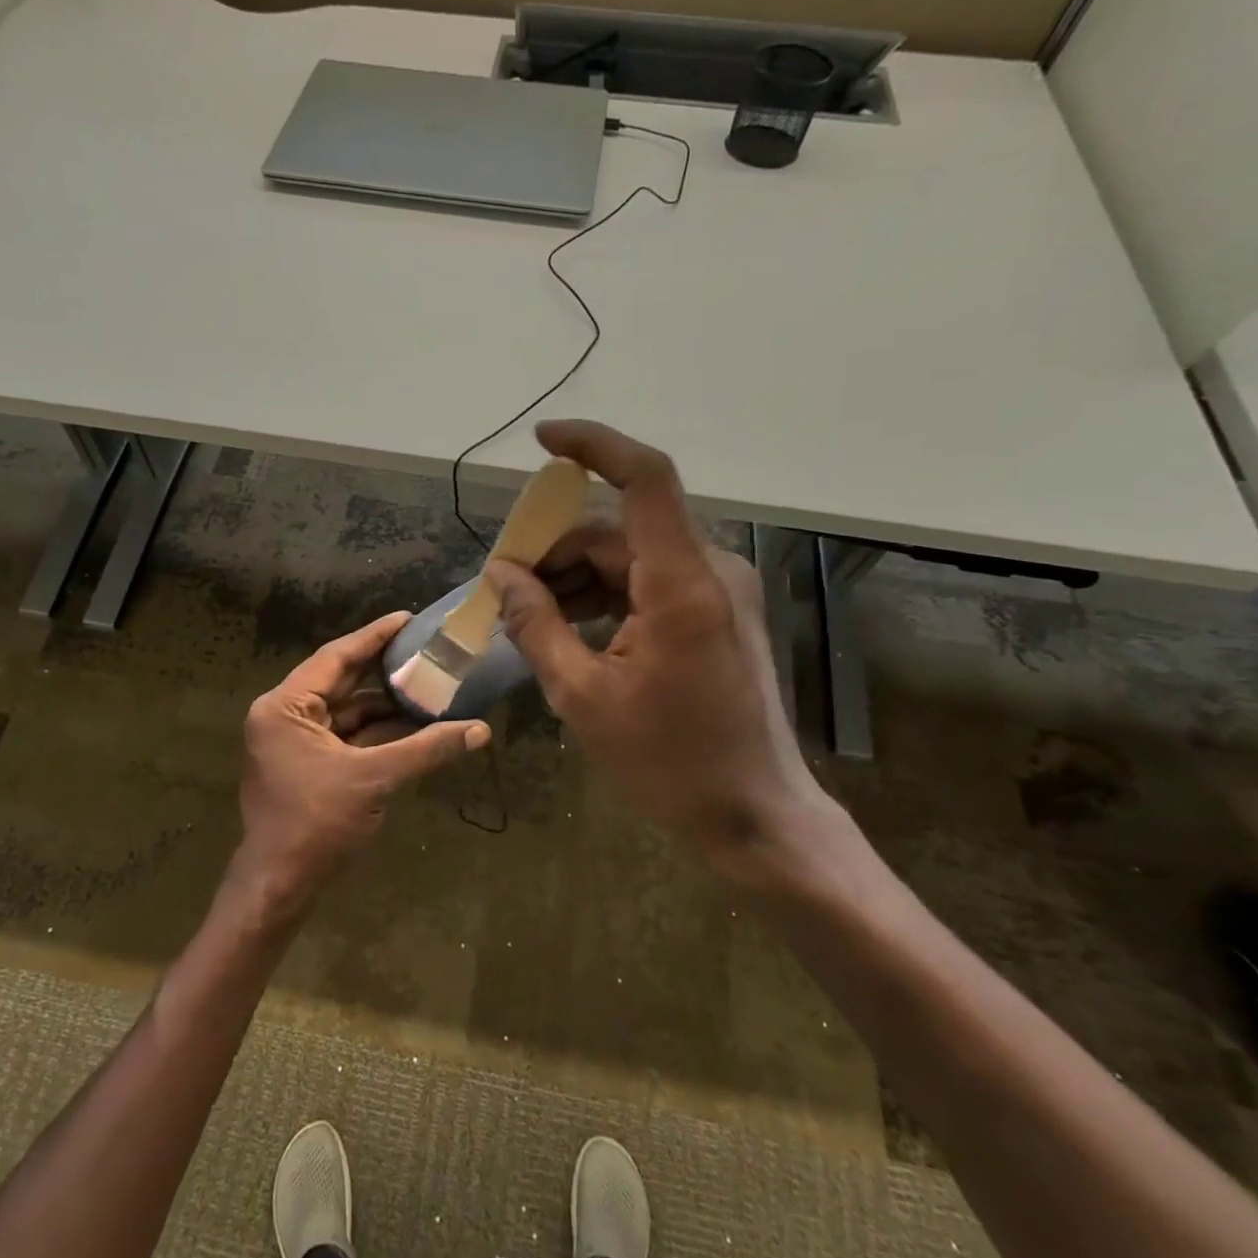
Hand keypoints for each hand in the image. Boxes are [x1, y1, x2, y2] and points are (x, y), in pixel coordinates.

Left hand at [233, 611, 490, 916]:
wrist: (279, 887)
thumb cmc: (316, 823)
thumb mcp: (374, 779)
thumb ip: (426, 749)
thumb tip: (481, 730)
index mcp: (285, 707)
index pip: (335, 657)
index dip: (374, 637)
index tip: (407, 619)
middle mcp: (285, 716)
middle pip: (341, 681)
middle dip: (383, 669)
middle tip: (424, 647)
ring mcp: (295, 741)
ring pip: (347, 711)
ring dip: (385, 704)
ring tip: (429, 685)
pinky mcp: (307, 764)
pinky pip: (347, 736)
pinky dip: (377, 731)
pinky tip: (414, 724)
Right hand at [483, 421, 846, 887]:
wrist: (756, 816)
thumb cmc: (669, 763)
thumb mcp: (582, 697)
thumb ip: (536, 625)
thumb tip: (500, 575)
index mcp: (682, 584)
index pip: (644, 479)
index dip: (594, 446)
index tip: (541, 441)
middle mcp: (710, 570)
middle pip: (619, 530)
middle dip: (555, 549)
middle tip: (503, 587)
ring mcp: (719, 591)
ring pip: (631, 557)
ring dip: (575, 577)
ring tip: (527, 615)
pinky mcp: (717, 612)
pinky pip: (649, 582)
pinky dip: (605, 595)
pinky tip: (569, 628)